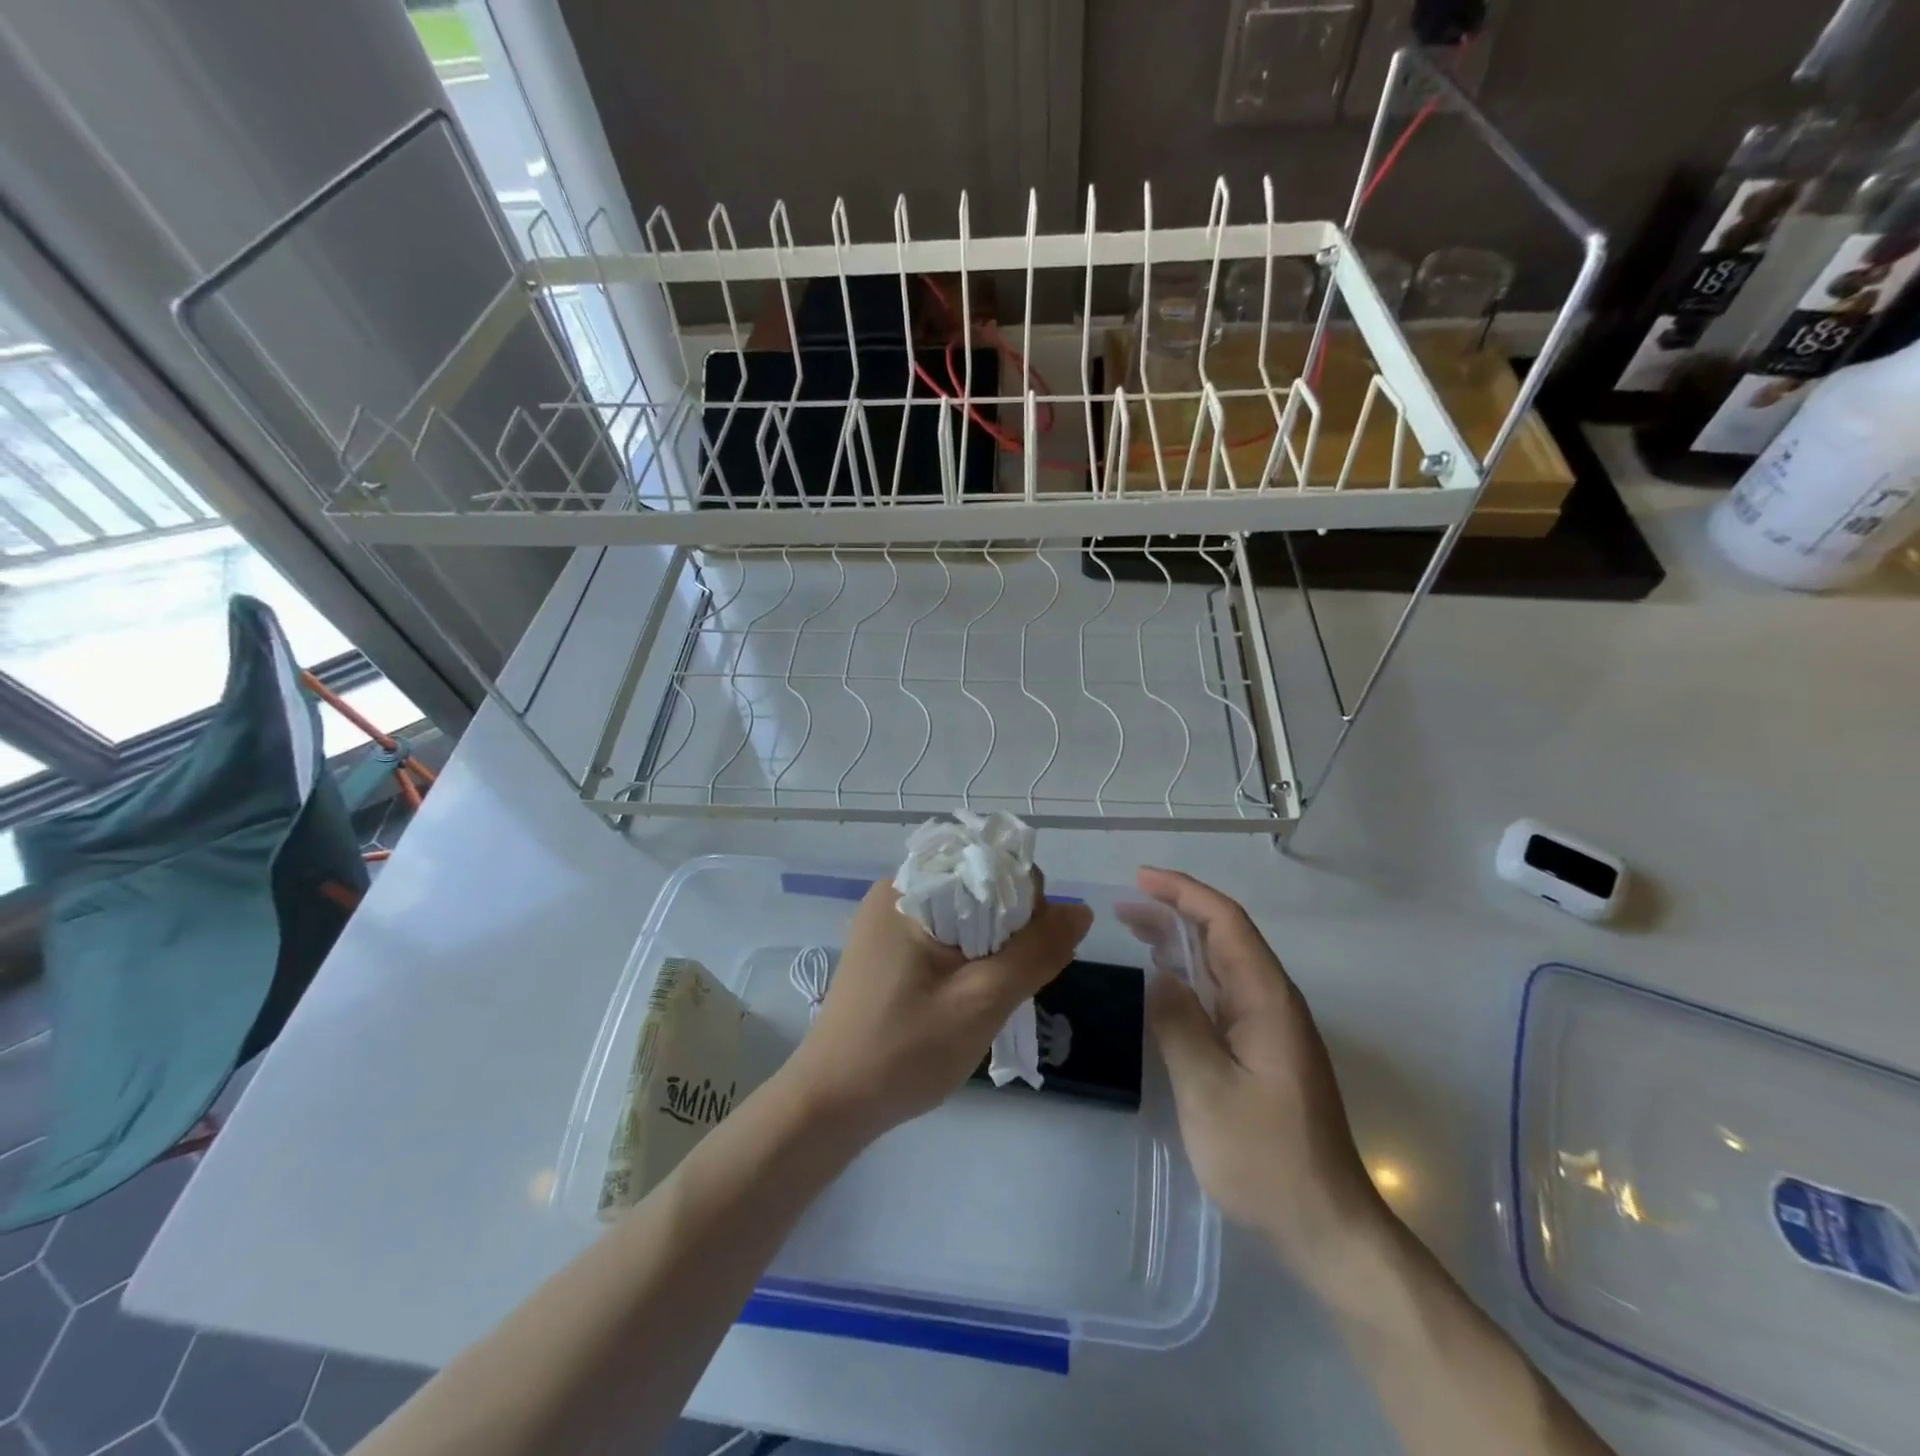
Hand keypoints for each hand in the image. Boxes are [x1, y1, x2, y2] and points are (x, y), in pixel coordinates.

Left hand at [783, 875, 1091, 1141]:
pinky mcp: (887, 948)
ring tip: (994, 992)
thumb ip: (1036, 952)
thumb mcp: (982, 1001)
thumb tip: (1081, 911)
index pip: (991, 864)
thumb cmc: (904, 1051)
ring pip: (965, 913)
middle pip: (978, 887)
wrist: (830, 1104)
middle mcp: (896, 891)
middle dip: (1010, 928)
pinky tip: (970, 993)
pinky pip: (944, 934)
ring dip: (992, 946)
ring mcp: (888, 921)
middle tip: (1012, 982)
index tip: (1032, 954)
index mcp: (910, 888)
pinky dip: (968, 956)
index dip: (1026, 902)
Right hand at [1136, 867, 1384, 1268]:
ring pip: (1223, 963)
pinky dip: (1190, 974)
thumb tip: (1160, 977)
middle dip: (1176, 911)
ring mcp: (1270, 1027)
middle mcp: (1272, 1002)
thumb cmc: (1264, 1156)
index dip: (1184, 892)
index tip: (1140, 878)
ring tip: (1135, 930)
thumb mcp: (1207, 1089)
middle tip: (1124, 906)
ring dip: (1180, 941)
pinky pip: (1223, 993)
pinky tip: (1165, 981)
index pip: (1226, 922)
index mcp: (1265, 999)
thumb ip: (1178, 1024)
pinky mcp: (1264, 1050)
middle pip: (1224, 936)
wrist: (1325, 1224)